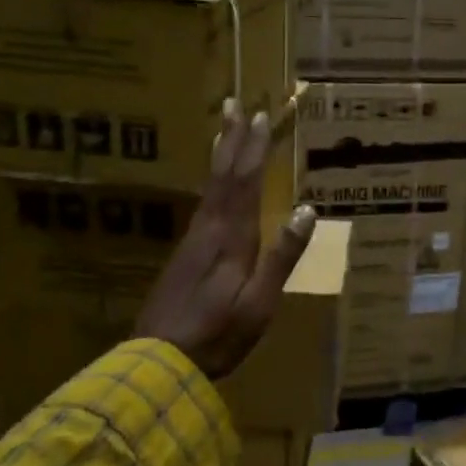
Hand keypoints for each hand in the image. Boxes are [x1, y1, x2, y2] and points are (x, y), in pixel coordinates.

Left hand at [133, 100, 316, 380]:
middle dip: (231, 139)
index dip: (253, 149)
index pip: (244, 182)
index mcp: (231, 237)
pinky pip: (203, 203)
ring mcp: (192, 241)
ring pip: (209, 186)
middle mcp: (208, 229)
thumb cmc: (218, 335)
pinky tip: (214, 186)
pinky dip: (212, 182)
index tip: (261, 117)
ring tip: (223, 131)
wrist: (159, 361)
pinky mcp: (184, 255)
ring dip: (219, 155)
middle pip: (222, 175)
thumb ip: (281, 256)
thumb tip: (306, 209)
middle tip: (234, 104)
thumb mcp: (259, 302)